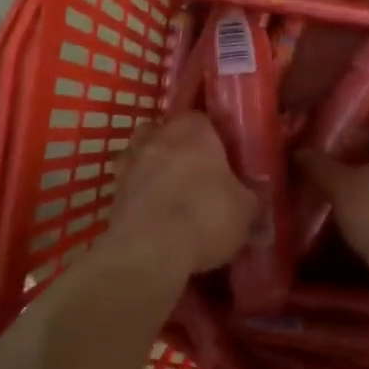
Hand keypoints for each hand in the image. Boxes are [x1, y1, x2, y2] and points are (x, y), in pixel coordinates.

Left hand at [105, 114, 256, 275]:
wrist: (149, 250)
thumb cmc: (205, 216)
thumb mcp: (245, 211)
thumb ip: (252, 200)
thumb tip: (256, 201)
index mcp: (192, 130)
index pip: (202, 118)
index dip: (213, 136)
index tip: (223, 157)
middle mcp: (156, 137)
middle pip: (166, 131)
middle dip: (178, 147)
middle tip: (197, 173)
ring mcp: (129, 163)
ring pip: (141, 154)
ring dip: (153, 166)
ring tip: (171, 191)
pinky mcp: (113, 192)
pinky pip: (130, 185)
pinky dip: (139, 193)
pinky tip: (154, 213)